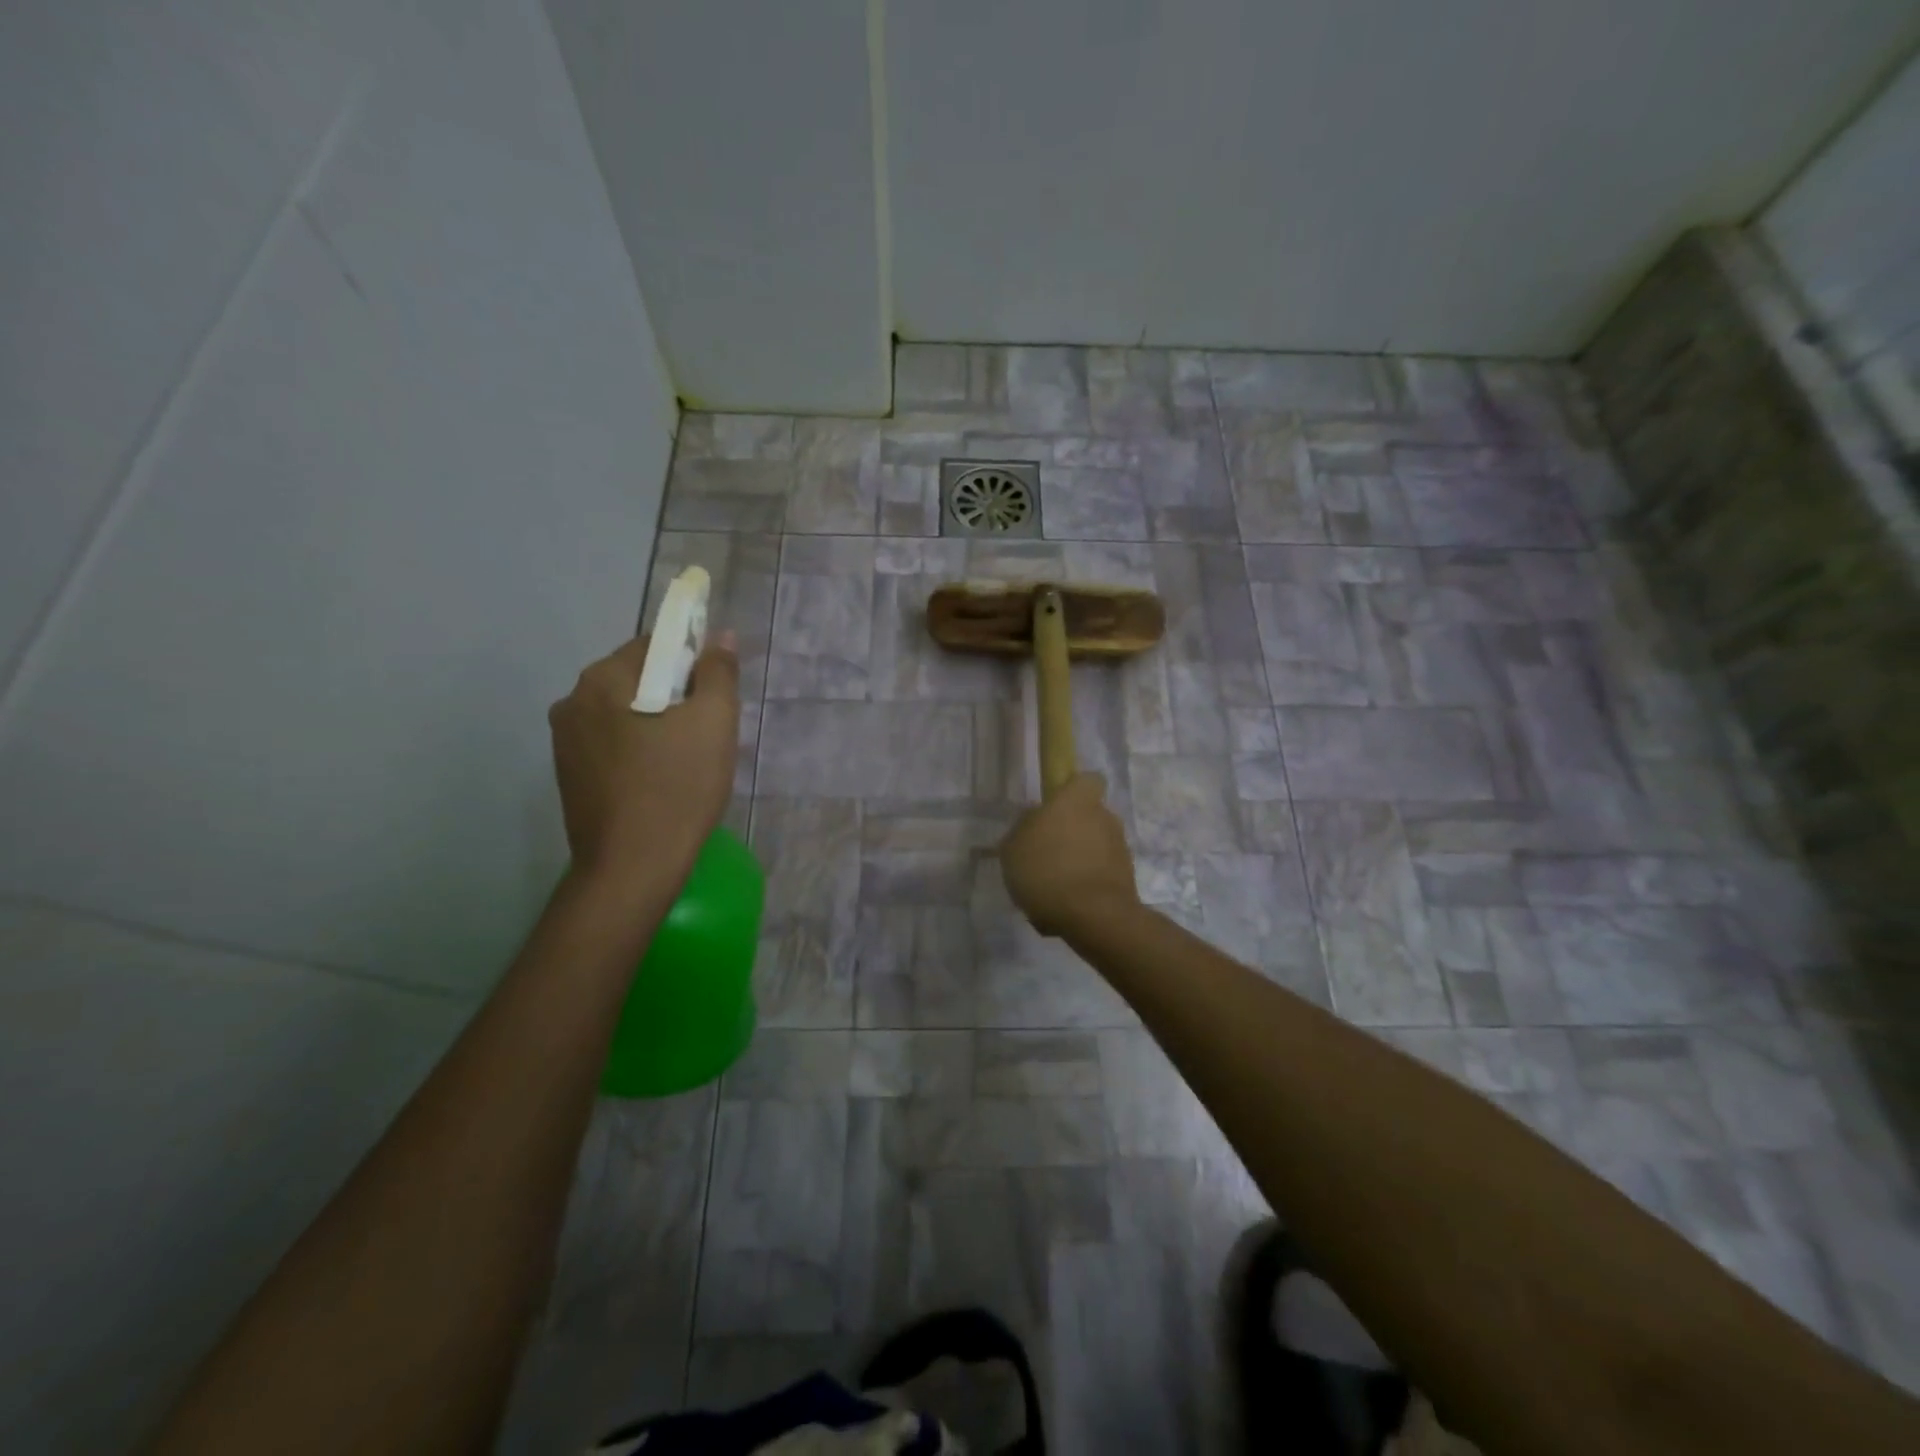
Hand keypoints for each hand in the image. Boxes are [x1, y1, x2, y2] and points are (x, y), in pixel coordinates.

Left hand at [549, 632, 739, 895]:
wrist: (631, 868)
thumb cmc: (677, 788)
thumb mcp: (713, 723)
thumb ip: (719, 673)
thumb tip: (720, 637)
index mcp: (603, 679)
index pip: (656, 645)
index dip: (693, 663)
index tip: (715, 698)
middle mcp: (572, 701)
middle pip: (638, 679)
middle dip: (675, 696)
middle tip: (707, 733)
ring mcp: (564, 741)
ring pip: (625, 713)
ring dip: (656, 724)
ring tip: (686, 761)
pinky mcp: (568, 774)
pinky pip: (612, 744)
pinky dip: (638, 750)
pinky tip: (659, 781)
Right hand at [999, 773, 1139, 936]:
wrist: (1093, 916)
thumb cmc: (1047, 870)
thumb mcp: (1013, 847)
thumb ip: (1024, 828)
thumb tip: (1034, 820)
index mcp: (1077, 801)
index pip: (1088, 780)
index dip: (1073, 790)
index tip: (1056, 808)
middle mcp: (1105, 818)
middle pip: (1089, 817)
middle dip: (1072, 833)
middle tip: (1046, 855)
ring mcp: (1120, 849)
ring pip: (1095, 848)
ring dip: (1078, 862)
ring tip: (1052, 889)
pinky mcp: (1128, 879)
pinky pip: (1100, 875)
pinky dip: (1086, 886)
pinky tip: (1064, 908)